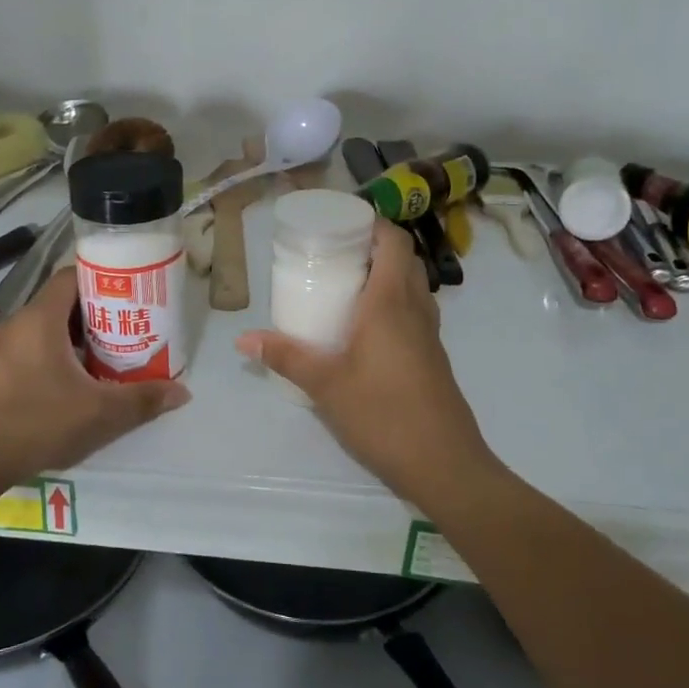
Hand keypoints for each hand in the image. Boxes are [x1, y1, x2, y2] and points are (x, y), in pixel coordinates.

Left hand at [0, 267, 189, 497]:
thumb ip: (142, 400)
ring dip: (72, 339)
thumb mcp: (98, 415)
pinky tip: (65, 388)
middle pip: (60, 304)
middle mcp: (15, 325)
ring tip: (101, 361)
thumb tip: (183, 393)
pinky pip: (25, 351)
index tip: (130, 294)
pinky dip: (49, 358)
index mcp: (40, 320)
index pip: (72, 276)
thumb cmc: (34, 424)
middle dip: (94, 314)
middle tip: (125, 332)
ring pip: (42, 330)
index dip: (103, 279)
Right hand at [236, 221, 499, 509]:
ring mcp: (430, 334)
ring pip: (412, 286)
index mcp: (391, 302)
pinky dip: (392, 303)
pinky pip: (414, 312)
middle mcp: (416, 308)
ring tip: (346, 286)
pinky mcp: (433, 357)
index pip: (394, 241)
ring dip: (385, 276)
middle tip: (335, 254)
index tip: (341, 224)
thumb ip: (286, 356)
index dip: (373, 223)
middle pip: (403, 259)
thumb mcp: (326, 384)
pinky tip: (364, 330)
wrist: (444, 464)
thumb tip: (243, 338)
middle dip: (373, 247)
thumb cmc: (383, 414)